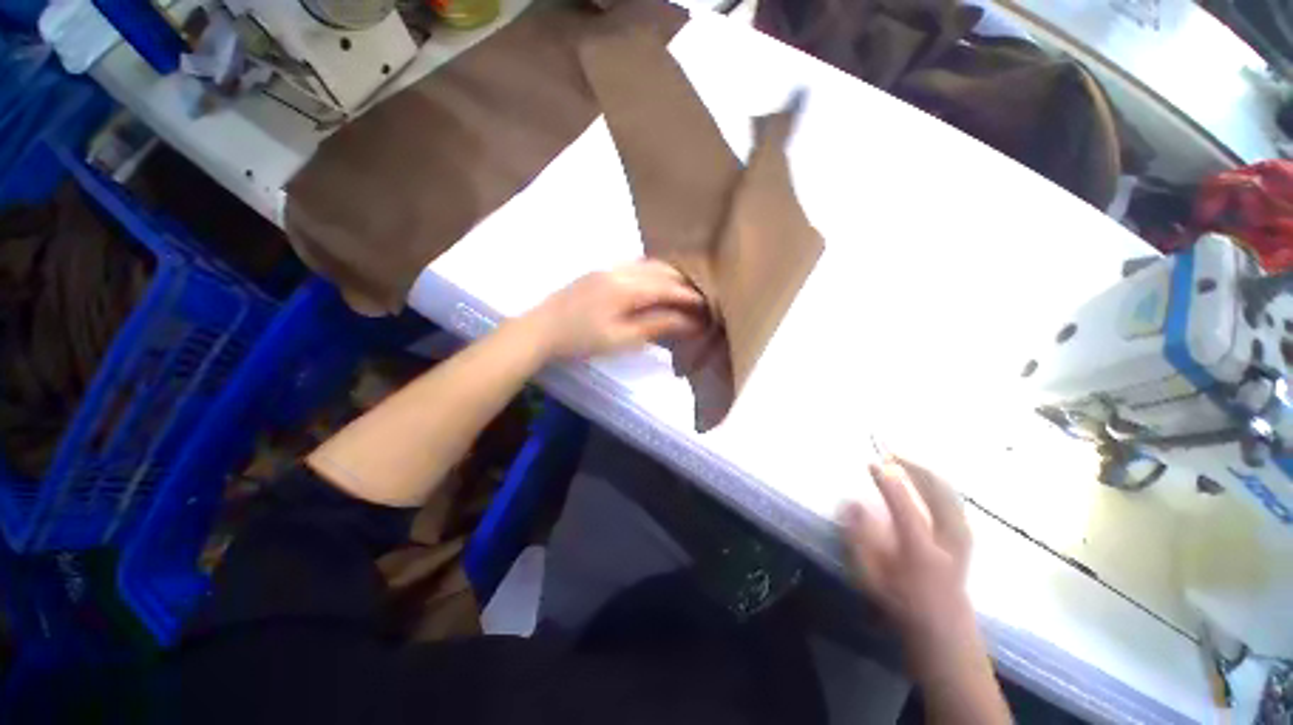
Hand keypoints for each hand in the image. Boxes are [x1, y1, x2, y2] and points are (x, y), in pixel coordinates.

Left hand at [528, 260, 706, 358]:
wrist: (540, 329)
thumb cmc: (581, 340)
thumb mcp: (622, 338)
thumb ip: (657, 326)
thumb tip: (689, 323)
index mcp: (627, 288)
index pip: (668, 288)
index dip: (690, 297)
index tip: (708, 306)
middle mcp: (620, 270)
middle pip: (662, 271)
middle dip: (683, 284)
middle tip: (699, 299)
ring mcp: (608, 267)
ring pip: (649, 265)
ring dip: (669, 276)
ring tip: (682, 291)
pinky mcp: (599, 270)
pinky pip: (635, 265)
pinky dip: (652, 273)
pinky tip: (655, 284)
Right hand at [839, 454, 974, 651]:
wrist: (946, 636)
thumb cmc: (901, 607)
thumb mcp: (871, 579)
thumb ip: (859, 540)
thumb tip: (851, 503)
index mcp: (922, 552)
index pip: (904, 506)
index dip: (887, 481)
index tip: (871, 462)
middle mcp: (947, 541)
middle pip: (938, 494)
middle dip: (915, 468)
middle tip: (892, 453)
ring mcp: (962, 540)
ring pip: (951, 495)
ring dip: (929, 473)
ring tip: (907, 461)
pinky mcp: (966, 541)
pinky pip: (956, 503)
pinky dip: (941, 486)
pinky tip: (929, 482)